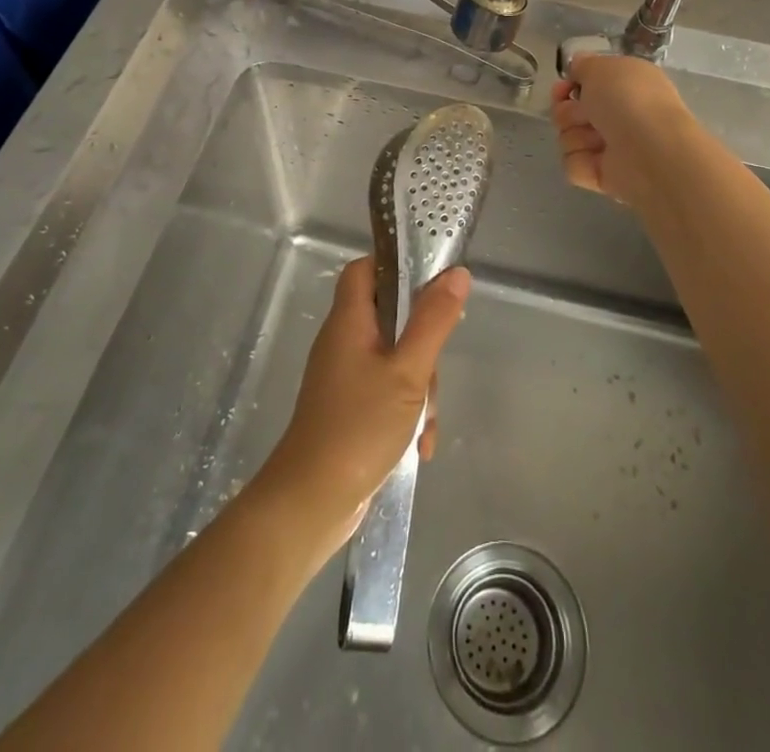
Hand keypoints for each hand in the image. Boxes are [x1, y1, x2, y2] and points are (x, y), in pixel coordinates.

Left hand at [259, 256, 470, 557]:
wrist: (311, 503)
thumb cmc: (359, 427)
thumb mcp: (408, 372)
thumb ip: (433, 321)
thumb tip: (457, 273)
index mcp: (349, 320)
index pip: (366, 268)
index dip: (396, 266)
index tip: (431, 284)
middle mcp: (344, 341)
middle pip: (391, 316)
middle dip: (422, 344)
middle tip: (433, 369)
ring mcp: (345, 376)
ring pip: (396, 358)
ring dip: (419, 388)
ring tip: (424, 424)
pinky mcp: (350, 408)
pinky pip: (388, 392)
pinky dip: (407, 413)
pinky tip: (419, 445)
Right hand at [551, 54, 697, 206]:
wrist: (649, 150)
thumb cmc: (627, 99)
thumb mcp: (600, 67)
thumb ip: (584, 64)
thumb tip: (577, 65)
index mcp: (625, 84)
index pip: (587, 84)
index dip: (569, 84)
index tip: (563, 87)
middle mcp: (619, 114)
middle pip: (570, 111)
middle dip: (567, 111)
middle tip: (583, 114)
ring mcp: (611, 146)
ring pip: (568, 137)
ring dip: (576, 135)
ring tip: (598, 140)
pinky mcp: (602, 175)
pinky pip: (573, 164)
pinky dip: (580, 161)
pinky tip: (597, 160)